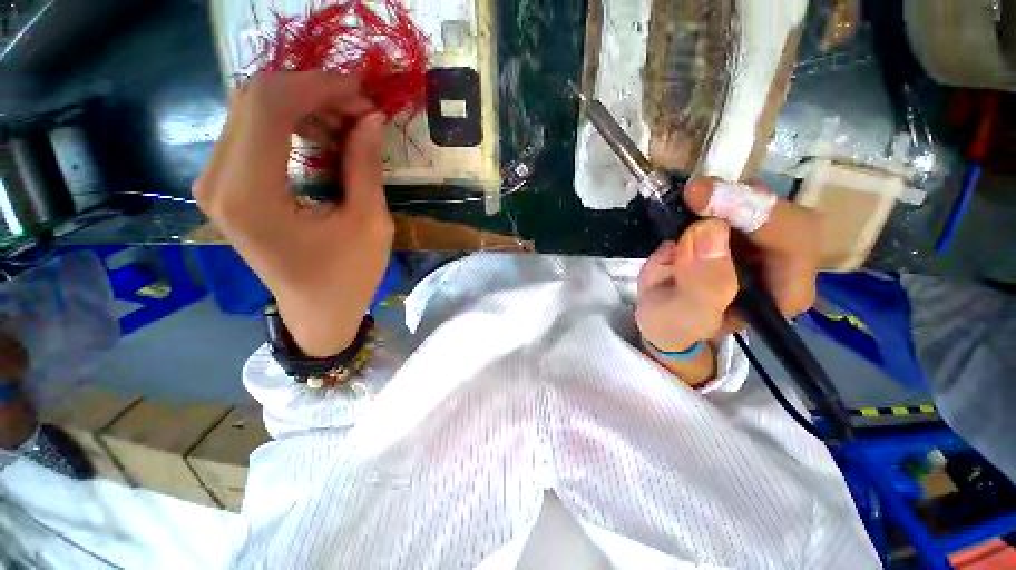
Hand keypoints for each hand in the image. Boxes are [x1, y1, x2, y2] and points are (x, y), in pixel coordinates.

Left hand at [194, 72, 392, 356]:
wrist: (316, 310)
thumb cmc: (349, 276)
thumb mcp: (369, 224)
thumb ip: (364, 166)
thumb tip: (370, 117)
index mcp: (252, 195)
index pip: (267, 105)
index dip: (317, 86)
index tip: (362, 93)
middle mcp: (219, 181)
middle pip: (252, 99)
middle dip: (311, 92)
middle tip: (358, 110)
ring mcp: (215, 182)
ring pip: (250, 110)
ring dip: (301, 106)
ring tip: (346, 125)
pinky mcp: (225, 185)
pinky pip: (250, 131)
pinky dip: (289, 123)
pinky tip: (321, 137)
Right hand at [636, 178, 820, 383]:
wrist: (659, 315)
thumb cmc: (674, 325)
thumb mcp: (683, 317)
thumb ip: (701, 288)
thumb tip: (707, 232)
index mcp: (782, 292)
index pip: (793, 241)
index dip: (755, 214)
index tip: (706, 201)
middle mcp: (781, 263)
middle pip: (782, 212)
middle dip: (740, 199)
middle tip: (696, 194)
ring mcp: (756, 241)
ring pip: (760, 200)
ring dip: (724, 193)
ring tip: (689, 199)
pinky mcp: (733, 227)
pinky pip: (733, 199)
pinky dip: (709, 194)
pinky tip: (688, 202)